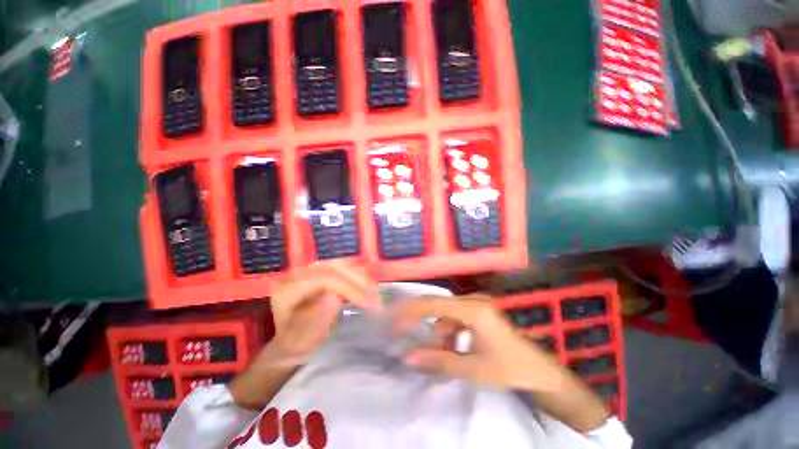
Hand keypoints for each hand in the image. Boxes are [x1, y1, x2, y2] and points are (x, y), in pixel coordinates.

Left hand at [230, 262, 377, 409]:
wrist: (289, 346)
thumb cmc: (295, 347)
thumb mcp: (302, 340)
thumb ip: (315, 319)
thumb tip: (335, 296)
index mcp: (289, 289)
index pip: (324, 279)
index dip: (349, 287)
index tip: (369, 302)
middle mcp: (298, 274)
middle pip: (333, 267)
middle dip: (357, 280)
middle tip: (376, 296)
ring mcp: (309, 271)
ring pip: (339, 265)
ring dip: (359, 276)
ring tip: (374, 291)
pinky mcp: (319, 273)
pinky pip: (341, 268)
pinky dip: (356, 275)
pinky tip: (366, 284)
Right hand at [394, 294, 565, 390]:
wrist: (540, 371)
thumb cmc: (509, 369)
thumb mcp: (472, 368)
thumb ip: (438, 361)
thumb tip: (408, 357)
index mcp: (472, 310)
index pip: (433, 304)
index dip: (410, 311)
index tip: (393, 320)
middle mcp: (473, 300)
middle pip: (438, 307)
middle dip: (423, 324)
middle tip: (409, 339)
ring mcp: (478, 304)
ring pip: (447, 314)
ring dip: (441, 333)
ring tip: (444, 355)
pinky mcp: (481, 310)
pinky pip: (457, 317)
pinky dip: (451, 332)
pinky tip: (456, 348)